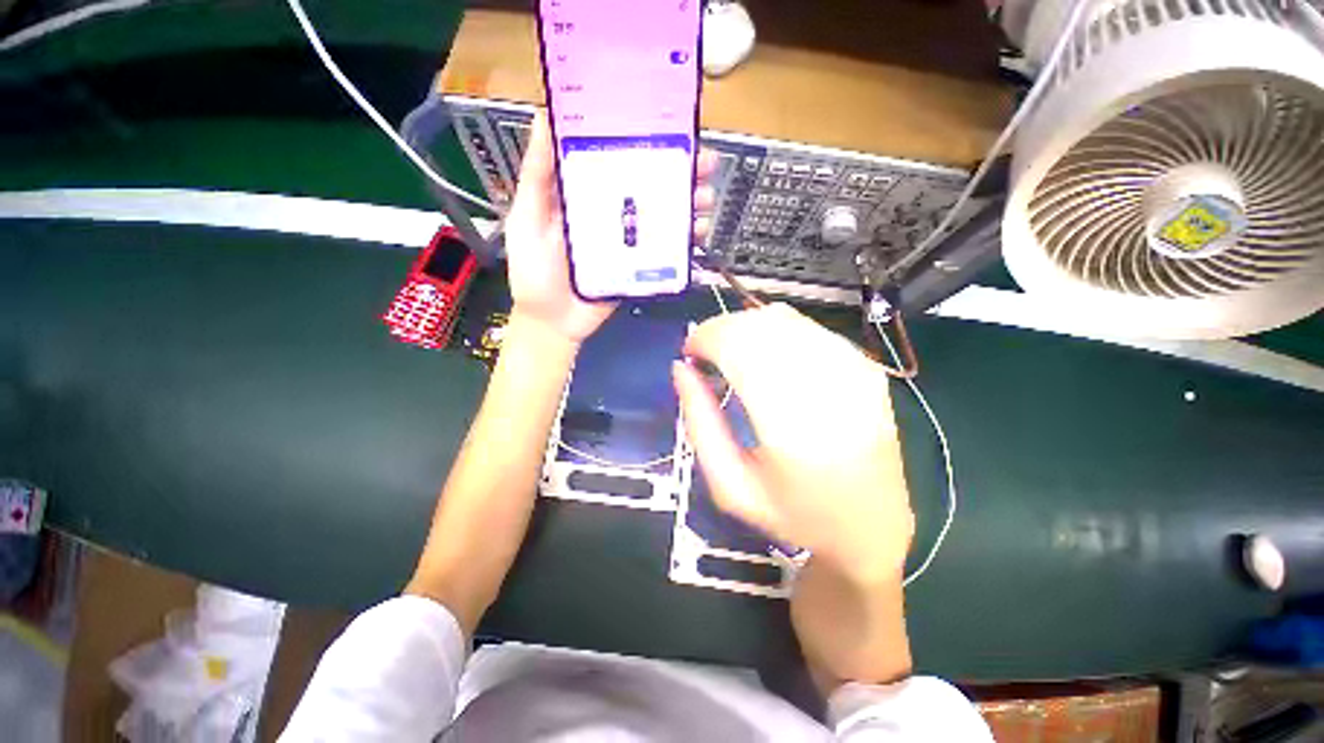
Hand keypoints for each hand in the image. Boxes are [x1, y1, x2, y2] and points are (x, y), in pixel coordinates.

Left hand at [503, 111, 717, 343]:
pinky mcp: (638, 267)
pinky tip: (697, 232)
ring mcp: (628, 242)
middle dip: (680, 173)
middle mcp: (612, 214)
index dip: (645, 142)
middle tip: (703, 162)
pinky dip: (685, 241)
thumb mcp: (528, 218)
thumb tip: (543, 119)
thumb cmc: (534, 271)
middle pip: (650, 187)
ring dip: (689, 205)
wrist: (552, 322)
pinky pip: (666, 251)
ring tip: (705, 197)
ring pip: (664, 217)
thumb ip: (537, 176)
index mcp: (586, 195)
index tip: (668, 126)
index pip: (620, 160)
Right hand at [672, 303, 914, 583]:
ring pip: (783, 318)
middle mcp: (830, 388)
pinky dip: (772, 331)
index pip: (742, 346)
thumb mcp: (730, 485)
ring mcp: (855, 370)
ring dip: (745, 328)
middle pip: (761, 325)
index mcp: (794, 427)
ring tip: (731, 357)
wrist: (876, 527)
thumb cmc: (794, 515)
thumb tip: (681, 367)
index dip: (707, 338)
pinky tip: (764, 358)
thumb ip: (699, 423)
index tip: (689, 354)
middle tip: (705, 356)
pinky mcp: (866, 365)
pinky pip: (805, 327)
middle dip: (721, 330)